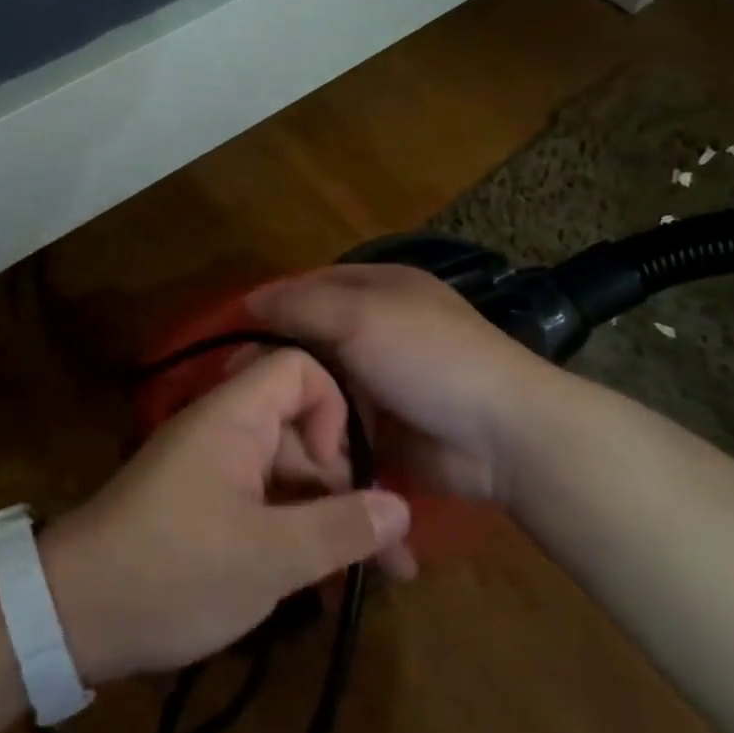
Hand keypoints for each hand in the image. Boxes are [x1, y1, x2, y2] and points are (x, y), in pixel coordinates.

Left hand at [43, 348, 412, 683]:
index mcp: (233, 417)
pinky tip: (321, 579)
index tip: (339, 471)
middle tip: (377, 548)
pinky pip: (262, 501)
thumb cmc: (174, 572)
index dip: (332, 409)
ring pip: (285, 473)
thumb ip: (341, 528)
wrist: (72, 615)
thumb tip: (402, 508)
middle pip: (299, 428)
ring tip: (364, 575)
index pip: (298, 368)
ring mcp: (211, 469)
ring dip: (324, 515)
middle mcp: (223, 430)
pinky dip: (293, 530)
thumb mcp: (269, 558)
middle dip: (342, 482)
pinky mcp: (202, 505)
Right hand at [246, 264, 548, 505]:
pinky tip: (288, 446)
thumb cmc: (428, 359)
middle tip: (238, 387)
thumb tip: (250, 300)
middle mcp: (376, 329)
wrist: (500, 436)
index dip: (272, 306)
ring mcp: (380, 381)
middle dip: (279, 362)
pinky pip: (336, 424)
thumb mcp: (361, 316)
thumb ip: (302, 305)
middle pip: (311, 339)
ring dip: (295, 402)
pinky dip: (316, 433)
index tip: (233, 336)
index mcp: (378, 289)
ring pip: (320, 385)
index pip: (310, 286)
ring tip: (258, 422)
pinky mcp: (383, 428)